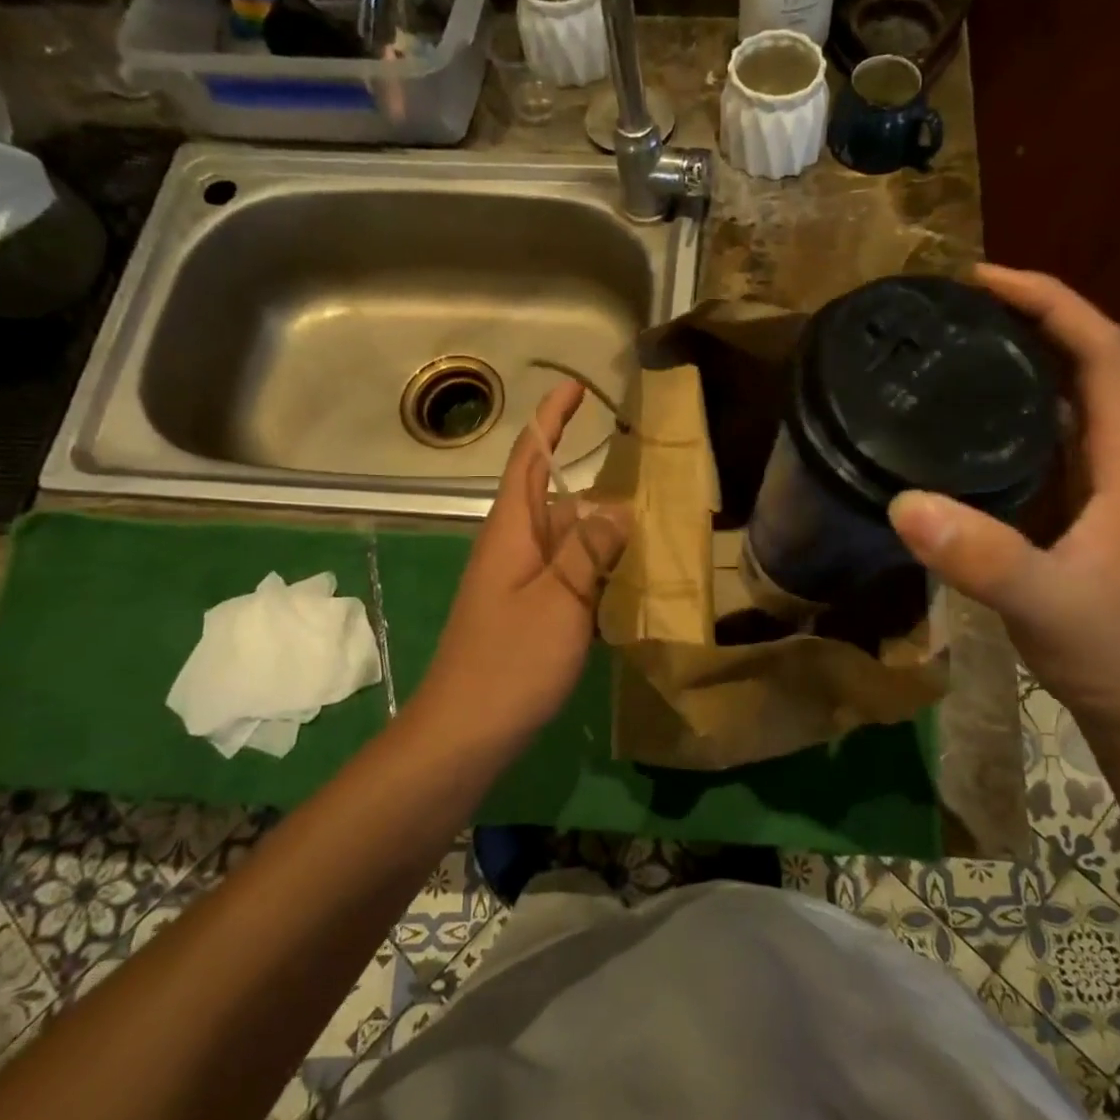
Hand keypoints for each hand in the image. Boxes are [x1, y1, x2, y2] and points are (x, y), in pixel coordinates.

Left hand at [408, 380, 629, 751]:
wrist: (466, 732)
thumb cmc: (510, 661)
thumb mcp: (560, 600)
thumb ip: (589, 550)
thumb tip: (618, 507)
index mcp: (511, 531)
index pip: (530, 459)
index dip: (550, 421)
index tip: (576, 388)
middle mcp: (512, 548)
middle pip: (555, 500)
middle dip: (595, 485)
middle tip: (649, 479)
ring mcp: (518, 583)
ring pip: (565, 541)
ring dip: (602, 532)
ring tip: (653, 529)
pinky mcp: (527, 614)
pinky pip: (567, 576)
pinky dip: (597, 571)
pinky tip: (630, 584)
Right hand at [888, 266, 1119, 740]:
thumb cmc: (1118, 652)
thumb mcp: (1049, 603)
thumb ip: (983, 556)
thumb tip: (903, 502)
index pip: (1100, 349)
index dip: (1048, 301)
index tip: (981, 280)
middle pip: (1083, 363)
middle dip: (1026, 322)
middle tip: (950, 313)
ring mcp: (1101, 487)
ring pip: (1063, 404)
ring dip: (1017, 368)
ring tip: (949, 355)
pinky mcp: (1078, 514)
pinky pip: (1043, 445)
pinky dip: (1006, 420)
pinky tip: (959, 433)